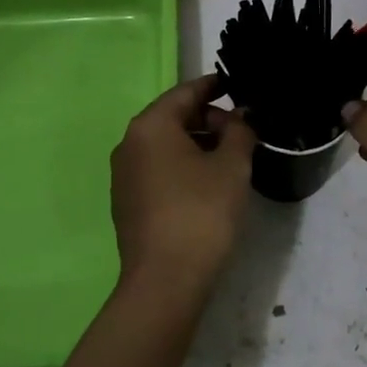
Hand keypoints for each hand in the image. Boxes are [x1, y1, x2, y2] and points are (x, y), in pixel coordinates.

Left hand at [110, 75, 256, 303]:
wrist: (165, 281)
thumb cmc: (201, 213)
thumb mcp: (232, 166)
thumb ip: (239, 132)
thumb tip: (238, 119)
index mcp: (150, 126)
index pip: (185, 93)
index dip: (213, 86)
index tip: (236, 85)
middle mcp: (129, 144)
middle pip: (173, 117)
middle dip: (208, 119)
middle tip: (242, 130)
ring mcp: (124, 175)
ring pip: (165, 145)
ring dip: (197, 144)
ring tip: (230, 157)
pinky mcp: (127, 202)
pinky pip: (158, 169)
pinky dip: (182, 166)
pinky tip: (207, 183)